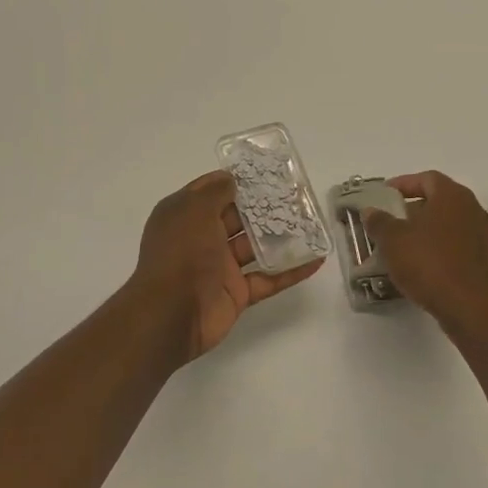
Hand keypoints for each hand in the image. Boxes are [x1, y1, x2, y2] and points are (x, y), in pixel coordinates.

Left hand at [125, 169, 322, 364]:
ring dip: (281, 237)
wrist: (171, 315)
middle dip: (264, 207)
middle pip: (237, 218)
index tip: (264, 172)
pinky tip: (316, 260)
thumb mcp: (193, 211)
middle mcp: (201, 238)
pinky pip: (268, 278)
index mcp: (185, 216)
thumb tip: (230, 178)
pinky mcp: (237, 293)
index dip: (235, 181)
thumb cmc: (180, 253)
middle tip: (296, 195)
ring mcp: (220, 267)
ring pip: (255, 247)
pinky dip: (290, 271)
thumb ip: (214, 192)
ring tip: (312, 223)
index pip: (211, 192)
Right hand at [364, 171, 487, 336]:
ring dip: (424, 231)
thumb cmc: (429, 264)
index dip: (402, 184)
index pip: (426, 178)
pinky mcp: (485, 261)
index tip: (383, 196)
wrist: (471, 308)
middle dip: (411, 210)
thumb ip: (379, 221)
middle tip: (389, 222)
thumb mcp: (393, 240)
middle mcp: (472, 209)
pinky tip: (419, 267)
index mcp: (452, 196)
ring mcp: (483, 236)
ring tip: (400, 247)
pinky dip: (437, 250)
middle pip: (438, 201)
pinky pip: (456, 246)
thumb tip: (371, 211)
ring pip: (447, 225)